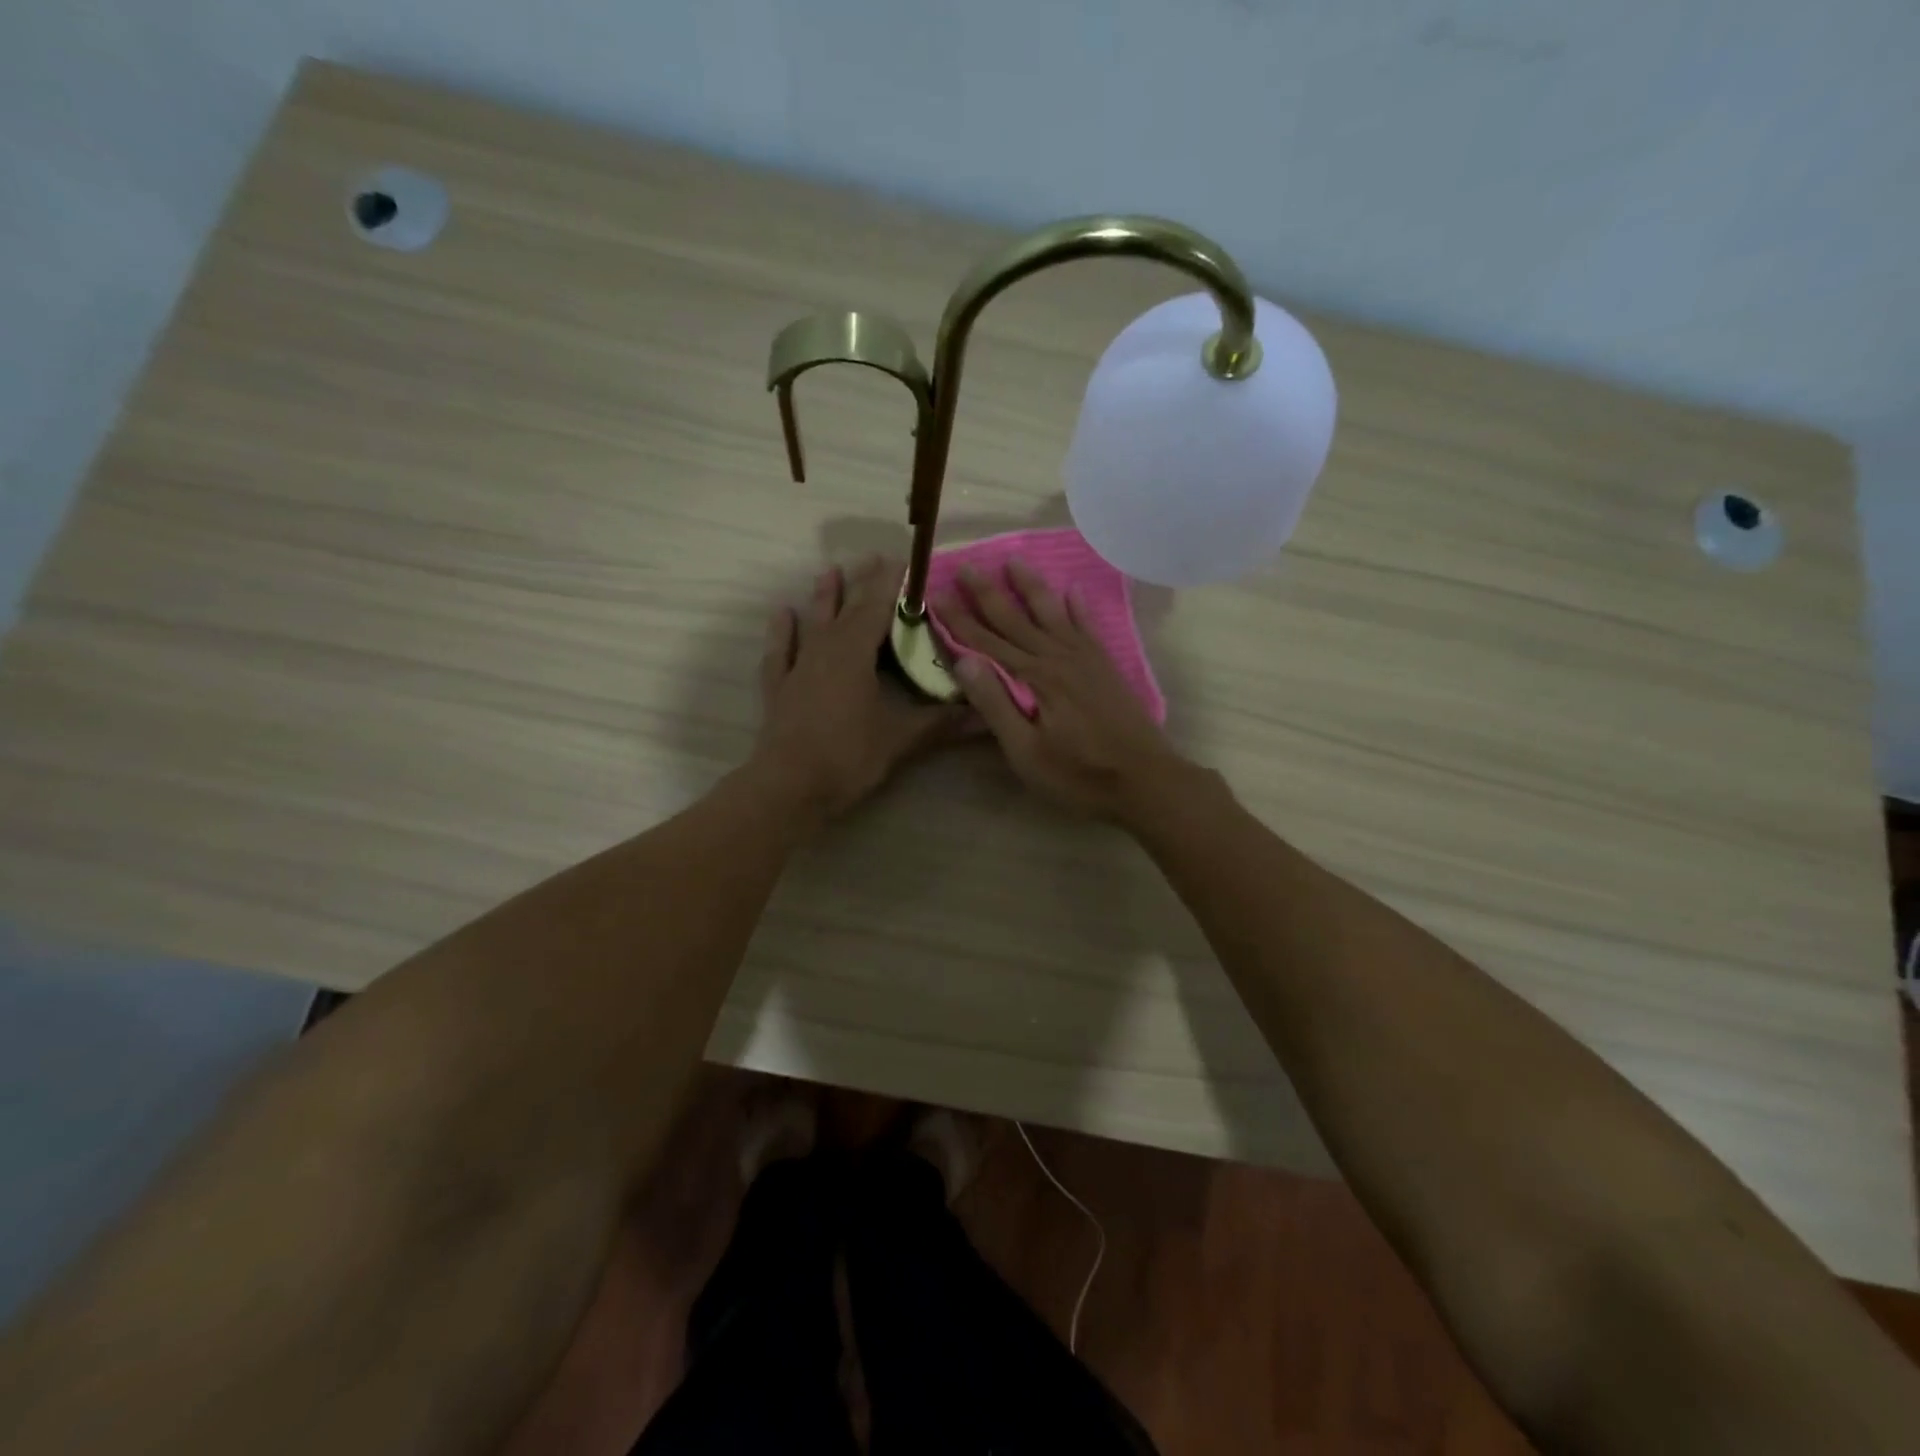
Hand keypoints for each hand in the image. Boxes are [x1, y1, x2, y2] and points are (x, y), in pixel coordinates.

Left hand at [753, 556, 969, 819]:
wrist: (789, 787)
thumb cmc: (847, 756)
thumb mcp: (900, 740)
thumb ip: (941, 723)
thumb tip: (984, 714)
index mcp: (855, 652)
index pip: (879, 606)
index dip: (894, 583)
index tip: (908, 561)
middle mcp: (825, 649)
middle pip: (847, 608)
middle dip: (864, 583)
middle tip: (875, 557)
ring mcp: (798, 667)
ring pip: (813, 622)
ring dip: (824, 597)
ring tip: (830, 571)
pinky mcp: (779, 689)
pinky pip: (780, 652)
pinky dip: (782, 632)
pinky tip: (783, 614)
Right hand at [936, 561, 1189, 819]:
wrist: (1146, 780)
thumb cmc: (1079, 775)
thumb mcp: (1026, 752)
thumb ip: (995, 705)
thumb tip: (964, 661)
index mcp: (1035, 678)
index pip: (986, 642)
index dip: (959, 619)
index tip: (937, 593)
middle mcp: (1058, 657)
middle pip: (1016, 619)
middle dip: (988, 593)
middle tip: (967, 566)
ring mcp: (1085, 659)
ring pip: (1052, 612)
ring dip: (1031, 587)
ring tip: (1015, 560)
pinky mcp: (1105, 667)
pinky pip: (1088, 626)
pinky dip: (1079, 607)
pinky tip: (1073, 590)